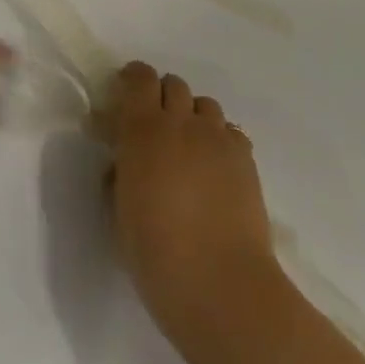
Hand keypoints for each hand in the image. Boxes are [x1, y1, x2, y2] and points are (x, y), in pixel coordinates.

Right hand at [103, 60, 277, 334]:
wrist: (220, 285)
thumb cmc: (156, 254)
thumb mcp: (119, 213)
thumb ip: (119, 174)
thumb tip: (123, 161)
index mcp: (143, 130)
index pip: (139, 78)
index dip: (132, 79)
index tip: (124, 95)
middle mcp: (182, 122)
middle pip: (174, 85)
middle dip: (161, 98)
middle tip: (154, 128)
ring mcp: (218, 138)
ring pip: (204, 105)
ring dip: (191, 117)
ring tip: (187, 149)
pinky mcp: (246, 158)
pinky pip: (229, 131)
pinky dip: (218, 139)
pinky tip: (214, 169)